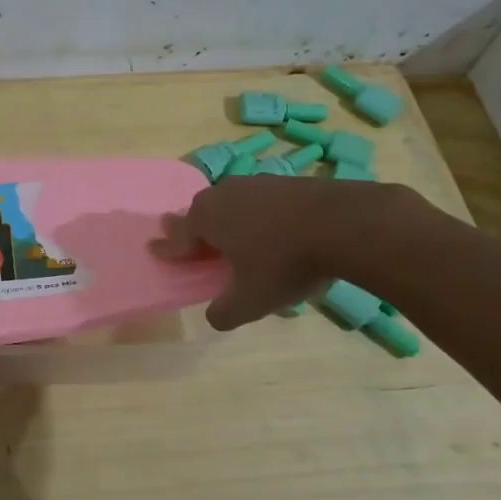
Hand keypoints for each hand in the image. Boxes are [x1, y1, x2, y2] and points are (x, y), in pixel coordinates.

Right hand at [151, 176, 411, 329]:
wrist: (347, 224)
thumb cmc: (285, 263)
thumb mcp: (251, 301)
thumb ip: (225, 312)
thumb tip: (214, 317)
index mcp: (207, 218)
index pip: (178, 236)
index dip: (168, 248)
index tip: (154, 250)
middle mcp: (225, 194)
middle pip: (201, 211)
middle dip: (194, 227)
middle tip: (192, 242)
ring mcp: (258, 184)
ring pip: (232, 202)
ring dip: (229, 220)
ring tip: (234, 238)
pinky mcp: (288, 182)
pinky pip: (261, 201)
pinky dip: (259, 216)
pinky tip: (273, 231)